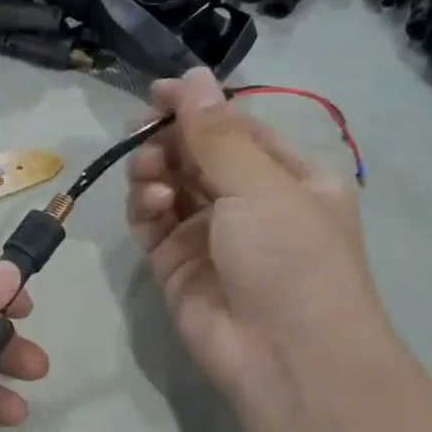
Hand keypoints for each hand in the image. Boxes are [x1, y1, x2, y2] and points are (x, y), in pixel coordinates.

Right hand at [126, 70, 390, 423]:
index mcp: (288, 176)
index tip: (156, 92)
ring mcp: (208, 234)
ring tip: (150, 175)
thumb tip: (191, 76)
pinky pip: (150, 222)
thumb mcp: (260, 185)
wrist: (283, 355)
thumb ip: (216, 133)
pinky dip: (145, 206)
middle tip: (141, 132)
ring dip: (154, 171)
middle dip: (169, 140)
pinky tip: (151, 202)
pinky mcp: (174, 263)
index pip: (235, 128)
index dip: (197, 107)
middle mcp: (248, 201)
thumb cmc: (290, 257)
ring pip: (168, 185)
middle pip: (196, 154)